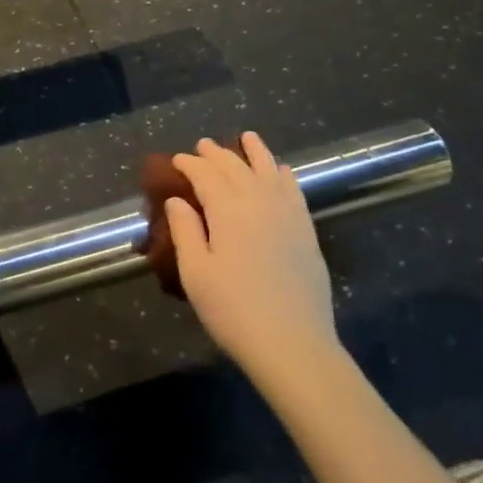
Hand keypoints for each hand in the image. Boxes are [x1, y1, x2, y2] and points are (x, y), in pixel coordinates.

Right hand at [166, 133, 340, 392]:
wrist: (293, 344)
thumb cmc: (233, 310)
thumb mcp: (195, 273)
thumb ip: (185, 230)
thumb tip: (178, 200)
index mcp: (227, 210)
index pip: (205, 175)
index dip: (189, 164)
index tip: (176, 160)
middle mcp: (258, 202)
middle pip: (235, 168)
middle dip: (216, 154)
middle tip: (202, 145)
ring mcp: (287, 215)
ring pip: (269, 171)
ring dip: (255, 152)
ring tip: (247, 138)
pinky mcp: (306, 231)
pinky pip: (294, 190)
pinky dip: (284, 174)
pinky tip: (281, 170)